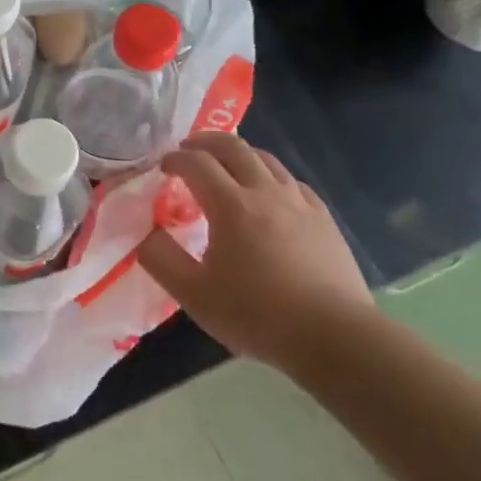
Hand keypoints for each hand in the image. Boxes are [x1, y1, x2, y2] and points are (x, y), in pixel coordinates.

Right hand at [138, 132, 370, 372]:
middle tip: (189, 150)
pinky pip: (291, 182)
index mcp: (230, 206)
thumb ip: (161, 258)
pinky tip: (268, 194)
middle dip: (205, 142)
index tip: (162, 168)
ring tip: (225, 166)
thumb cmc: (258, 315)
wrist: (335, 338)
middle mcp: (265, 192)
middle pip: (233, 146)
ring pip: (265, 159)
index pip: (196, 163)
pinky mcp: (324, 219)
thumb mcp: (194, 294)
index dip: (175, 159)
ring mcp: (299, 203)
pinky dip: (270, 176)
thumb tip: (146, 232)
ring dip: (238, 153)